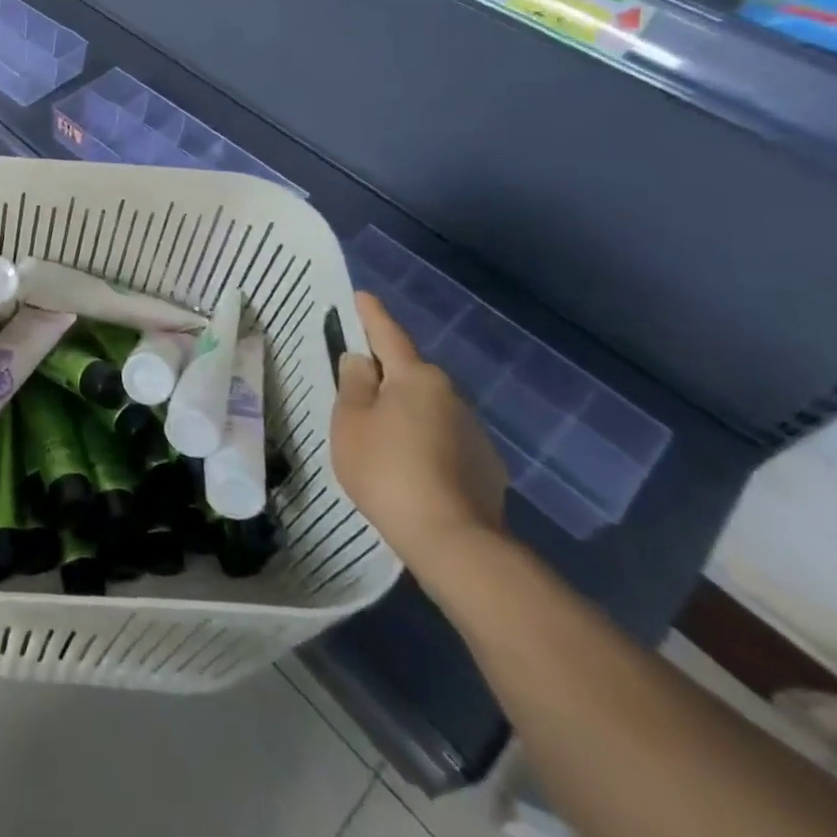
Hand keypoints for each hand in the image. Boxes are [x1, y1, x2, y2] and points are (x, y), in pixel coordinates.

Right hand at [331, 291, 508, 581]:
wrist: (453, 541)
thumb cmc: (387, 470)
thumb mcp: (350, 422)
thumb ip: (353, 384)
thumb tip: (361, 361)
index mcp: (415, 377)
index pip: (388, 335)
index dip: (371, 315)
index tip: (362, 296)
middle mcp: (450, 394)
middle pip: (408, 374)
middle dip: (385, 376)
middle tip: (357, 391)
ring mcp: (474, 431)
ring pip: (427, 408)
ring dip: (405, 413)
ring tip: (382, 441)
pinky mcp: (486, 466)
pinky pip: (444, 439)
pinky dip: (425, 443)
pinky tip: (412, 471)